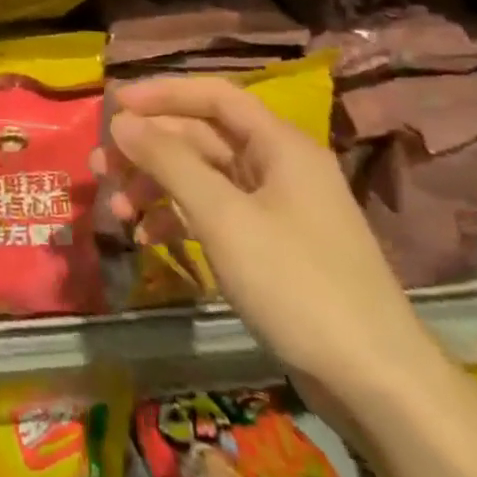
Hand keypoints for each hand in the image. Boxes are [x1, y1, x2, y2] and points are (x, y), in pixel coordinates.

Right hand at [101, 76, 439, 404]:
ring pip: (202, 178)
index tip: (113, 105)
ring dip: (155, 187)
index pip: (214, 96)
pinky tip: (147, 238)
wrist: (375, 382)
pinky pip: (212, 215)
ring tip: (116, 211)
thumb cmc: (297, 284)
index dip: (162, 94)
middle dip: (148, 148)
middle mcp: (278, 167)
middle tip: (100, 166)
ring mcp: (275, 209)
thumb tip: (121, 121)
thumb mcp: (223, 216)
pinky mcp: (269, 247)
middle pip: (201, 137)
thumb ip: (168, 162)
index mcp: (280, 146)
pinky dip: (177, 219)